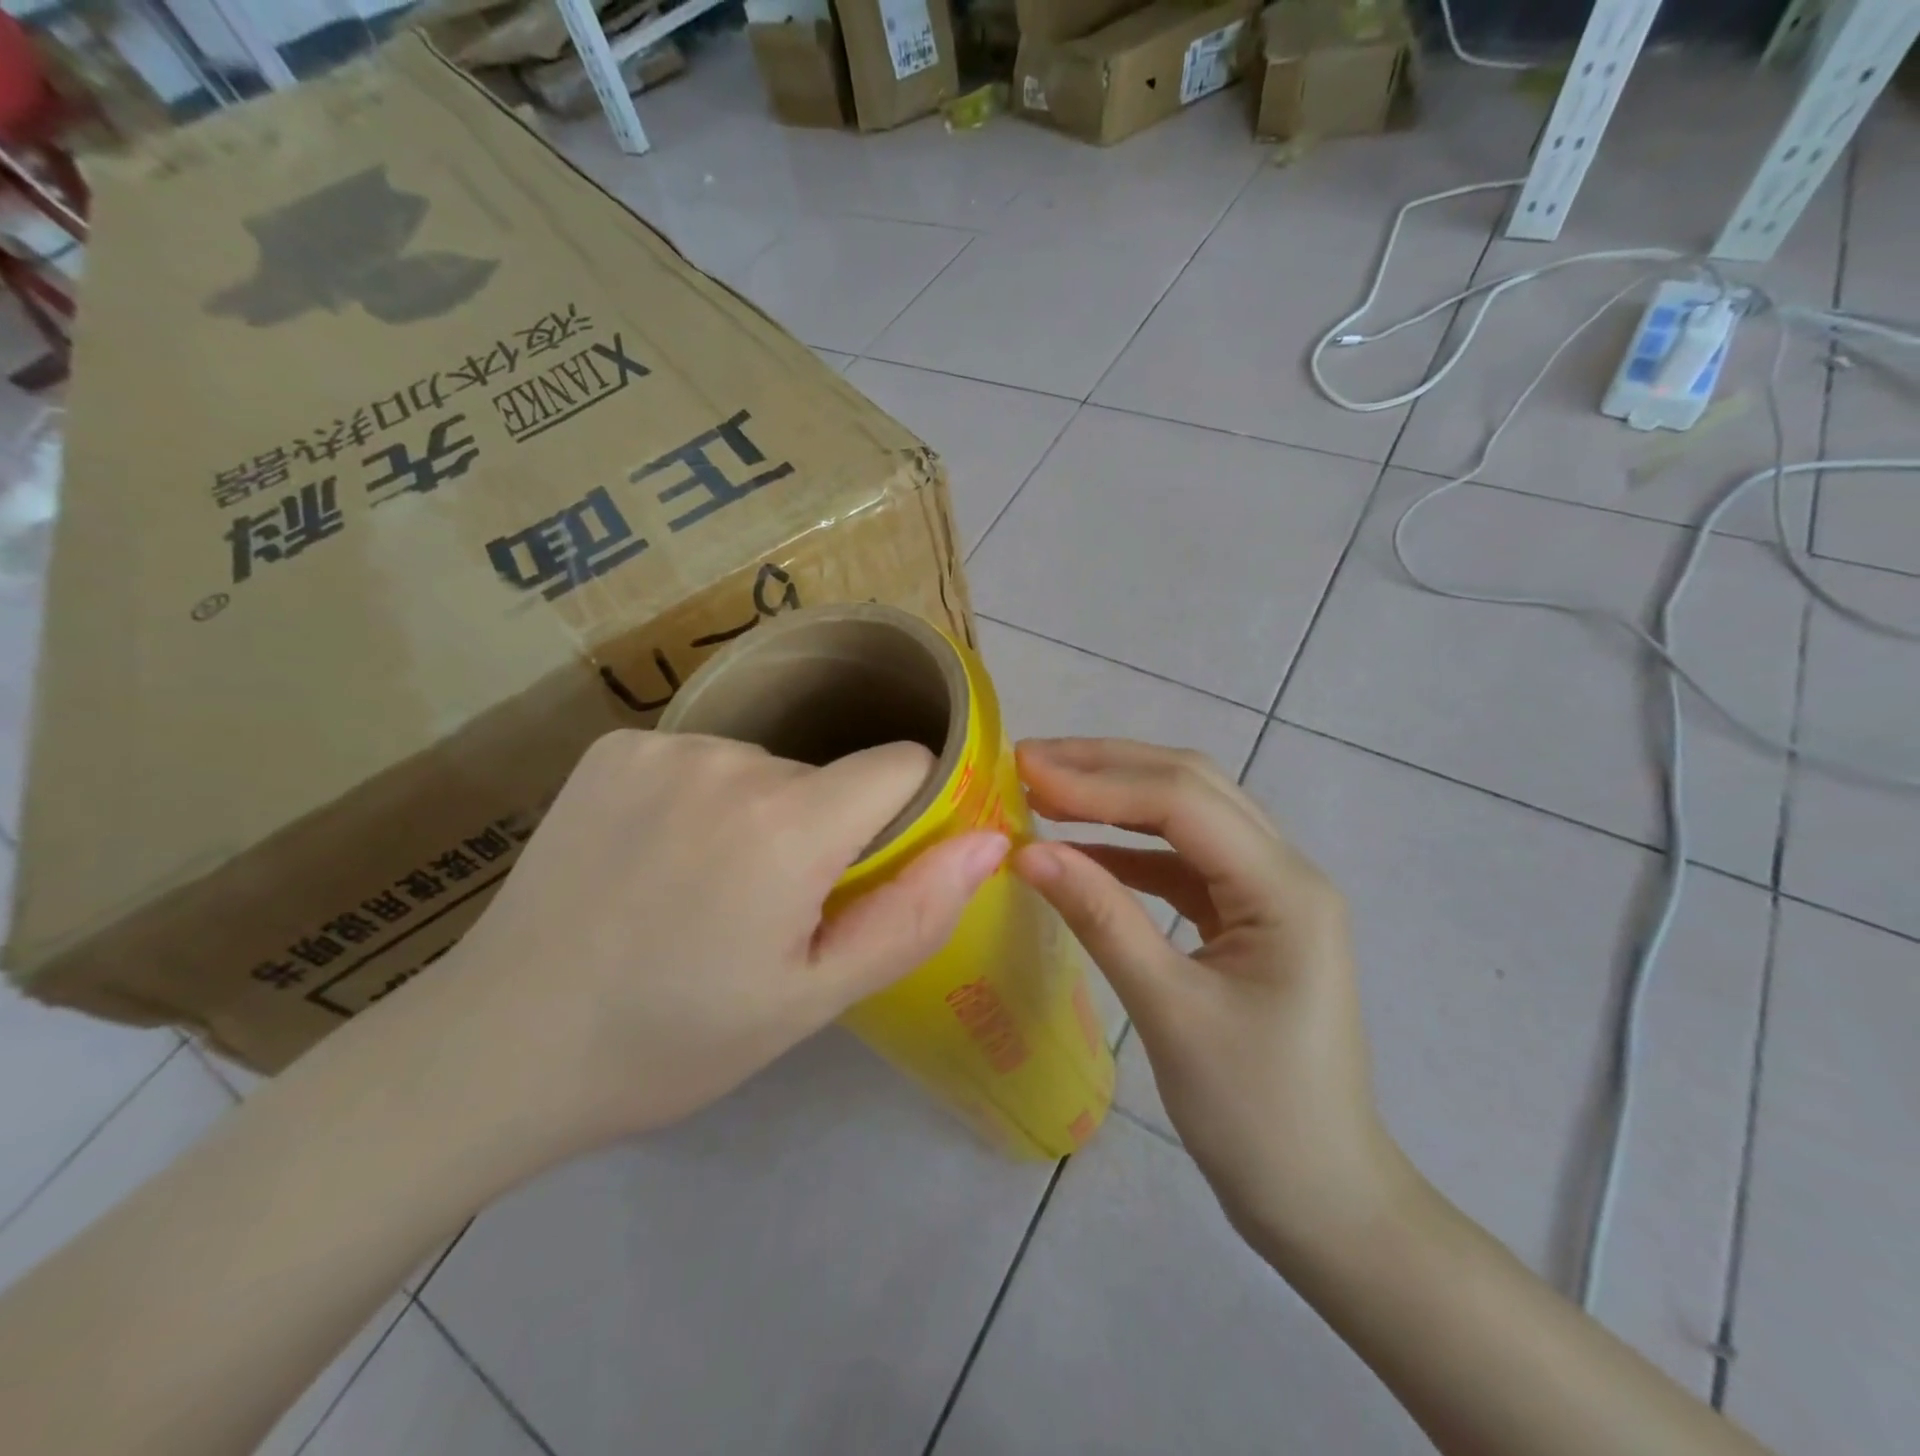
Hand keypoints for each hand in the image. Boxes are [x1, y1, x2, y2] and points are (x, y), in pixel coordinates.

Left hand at [420, 730, 1007, 1160]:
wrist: (499, 1047)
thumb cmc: (673, 1040)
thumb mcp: (812, 999)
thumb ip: (912, 914)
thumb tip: (989, 841)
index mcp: (788, 824)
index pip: (902, 762)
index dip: (907, 811)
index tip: (876, 866)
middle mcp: (730, 760)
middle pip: (828, 774)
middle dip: (825, 830)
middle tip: (772, 910)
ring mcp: (663, 746)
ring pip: (765, 767)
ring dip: (762, 815)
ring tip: (707, 890)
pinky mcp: (613, 747)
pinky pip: (701, 760)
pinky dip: (702, 799)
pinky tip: (656, 859)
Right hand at [1011, 738, 1407, 1253]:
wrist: (1321, 1199)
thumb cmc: (1254, 1116)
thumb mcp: (1169, 1012)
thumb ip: (1101, 919)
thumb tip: (1026, 852)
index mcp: (1285, 889)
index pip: (1183, 801)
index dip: (1099, 780)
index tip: (1024, 771)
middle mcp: (1286, 872)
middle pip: (1192, 788)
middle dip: (1108, 767)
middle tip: (1028, 761)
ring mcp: (1270, 894)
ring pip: (1189, 817)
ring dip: (1119, 798)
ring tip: (1046, 790)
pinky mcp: (1248, 920)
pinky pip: (1185, 863)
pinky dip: (1131, 848)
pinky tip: (1082, 851)